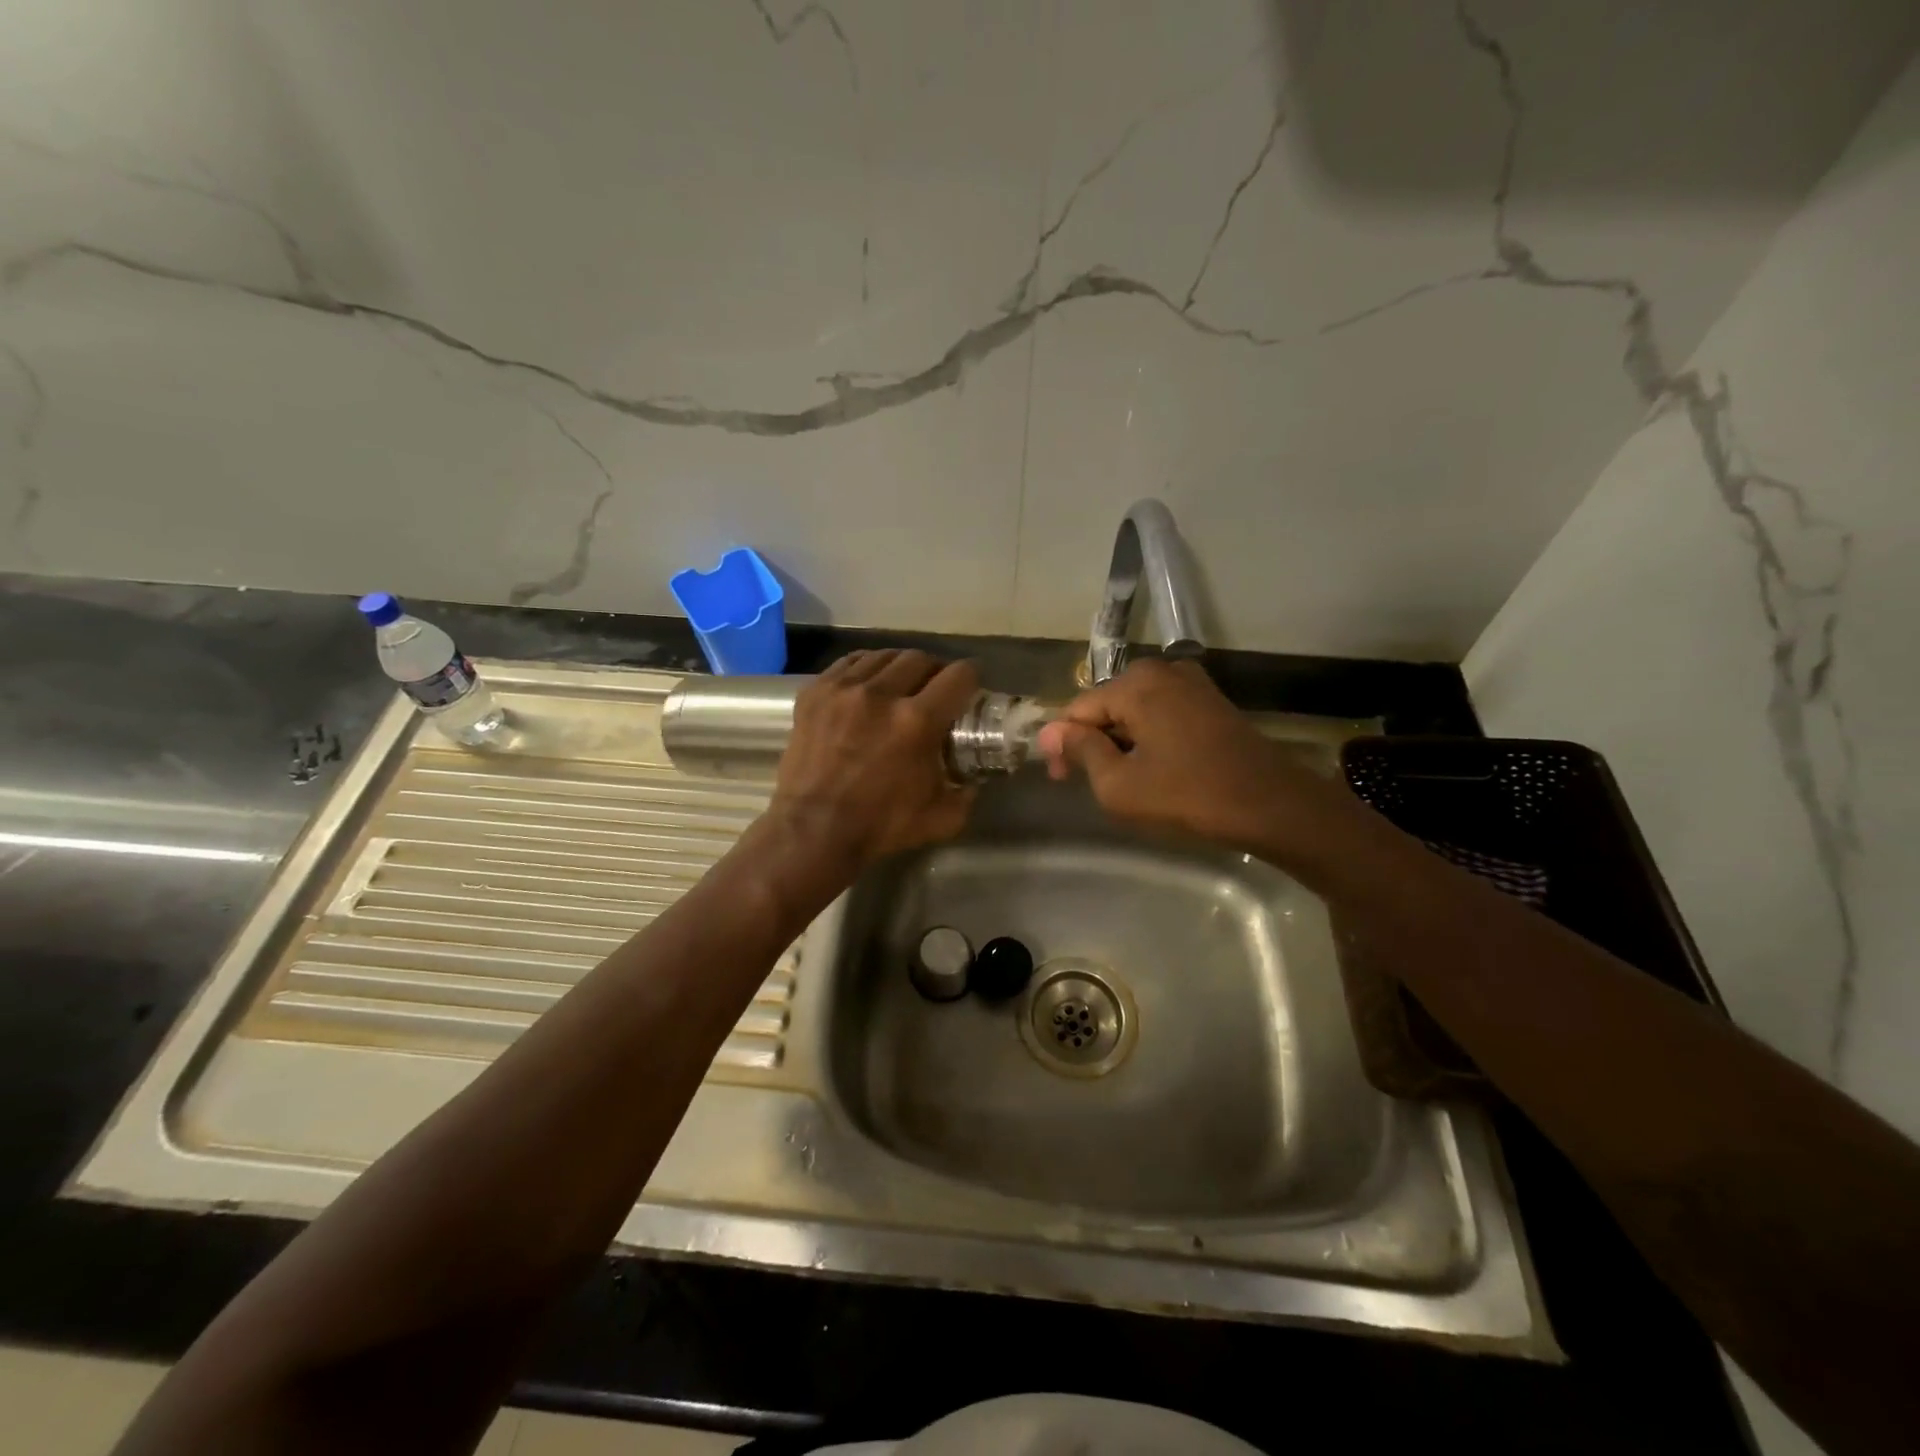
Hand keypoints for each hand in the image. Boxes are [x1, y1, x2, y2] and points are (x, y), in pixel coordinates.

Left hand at [768, 649, 978, 868]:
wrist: (813, 831)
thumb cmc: (880, 826)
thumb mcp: (941, 817)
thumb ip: (966, 792)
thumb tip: (974, 778)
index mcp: (917, 721)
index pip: (958, 675)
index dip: (971, 678)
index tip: (970, 688)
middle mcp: (881, 694)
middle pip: (920, 658)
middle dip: (934, 670)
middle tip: (934, 689)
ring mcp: (843, 689)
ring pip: (883, 656)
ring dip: (899, 667)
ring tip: (900, 685)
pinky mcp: (814, 692)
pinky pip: (848, 663)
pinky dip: (865, 669)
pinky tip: (868, 685)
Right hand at [1036, 659, 1336, 854]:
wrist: (1271, 805)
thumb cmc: (1188, 796)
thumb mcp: (1119, 784)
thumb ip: (1082, 751)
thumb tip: (1052, 732)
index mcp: (1135, 683)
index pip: (1078, 709)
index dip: (1062, 745)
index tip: (1060, 779)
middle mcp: (1162, 670)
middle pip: (1106, 705)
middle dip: (1092, 741)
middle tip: (1088, 783)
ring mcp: (1191, 682)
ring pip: (1134, 710)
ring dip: (1120, 741)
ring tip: (1120, 780)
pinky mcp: (1211, 700)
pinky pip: (1161, 713)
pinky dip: (1147, 737)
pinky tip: (1151, 767)